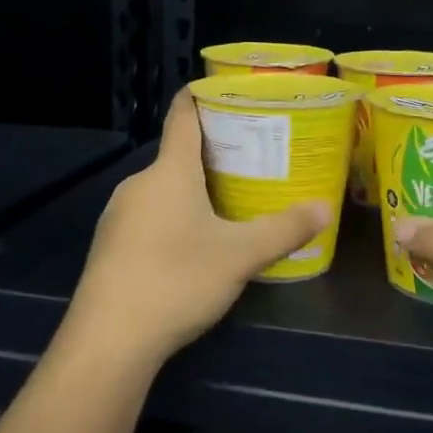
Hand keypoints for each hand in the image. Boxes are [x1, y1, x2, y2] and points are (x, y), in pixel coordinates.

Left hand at [67, 88, 330, 369]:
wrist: (108, 342)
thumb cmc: (177, 279)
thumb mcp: (240, 256)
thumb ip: (284, 230)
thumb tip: (324, 208)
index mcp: (169, 171)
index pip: (182, 115)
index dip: (201, 96)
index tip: (224, 90)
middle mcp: (139, 183)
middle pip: (176, 156)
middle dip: (211, 155)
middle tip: (250, 161)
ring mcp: (118, 216)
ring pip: (162, 190)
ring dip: (191, 192)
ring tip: (227, 205)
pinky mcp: (109, 248)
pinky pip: (147, 218)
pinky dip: (171, 220)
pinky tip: (191, 249)